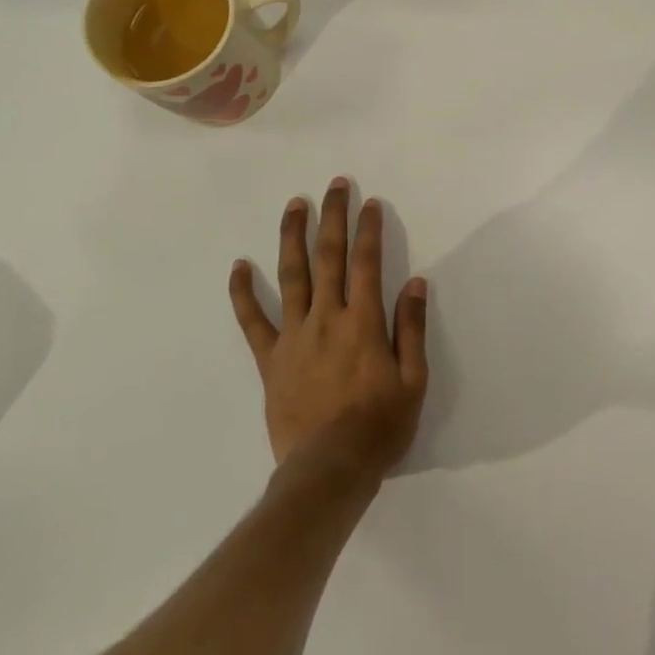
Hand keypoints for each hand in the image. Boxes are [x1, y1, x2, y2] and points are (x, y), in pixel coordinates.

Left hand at [228, 178, 428, 485]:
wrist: (328, 469)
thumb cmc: (379, 427)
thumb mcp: (413, 381)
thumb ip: (412, 329)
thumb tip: (416, 283)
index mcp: (363, 322)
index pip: (368, 263)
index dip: (370, 229)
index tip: (370, 203)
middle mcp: (326, 318)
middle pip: (329, 257)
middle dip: (333, 217)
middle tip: (335, 185)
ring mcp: (293, 335)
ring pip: (291, 275)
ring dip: (293, 236)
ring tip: (294, 204)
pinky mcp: (270, 358)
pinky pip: (252, 320)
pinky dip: (243, 292)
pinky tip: (238, 266)